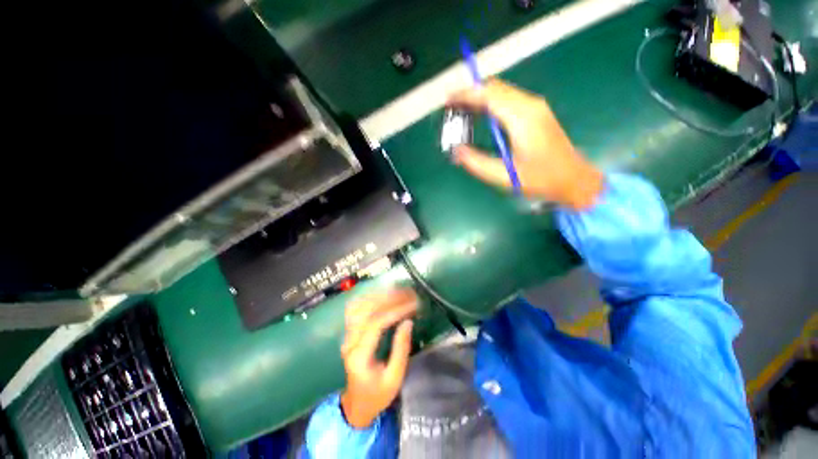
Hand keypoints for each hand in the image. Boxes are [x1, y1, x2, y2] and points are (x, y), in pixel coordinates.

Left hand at [339, 289, 416, 428]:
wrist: (356, 404)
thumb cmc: (377, 395)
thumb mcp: (394, 378)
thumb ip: (400, 349)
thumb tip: (408, 321)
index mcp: (359, 356)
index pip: (375, 324)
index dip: (395, 311)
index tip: (413, 304)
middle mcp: (349, 341)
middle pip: (366, 310)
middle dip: (389, 298)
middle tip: (409, 293)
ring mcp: (346, 335)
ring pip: (359, 305)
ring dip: (379, 294)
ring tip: (399, 290)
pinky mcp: (348, 332)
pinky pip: (355, 308)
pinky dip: (368, 297)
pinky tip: (382, 293)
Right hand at [447, 79, 603, 209]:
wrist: (573, 179)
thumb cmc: (540, 179)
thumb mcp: (504, 176)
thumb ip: (477, 163)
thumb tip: (456, 151)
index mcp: (522, 118)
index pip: (489, 95)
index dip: (466, 95)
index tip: (448, 100)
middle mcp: (530, 105)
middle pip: (495, 88)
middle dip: (470, 94)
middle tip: (451, 108)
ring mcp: (535, 107)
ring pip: (501, 92)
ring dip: (479, 98)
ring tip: (461, 112)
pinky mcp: (536, 112)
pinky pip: (509, 99)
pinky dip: (490, 104)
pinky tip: (481, 117)